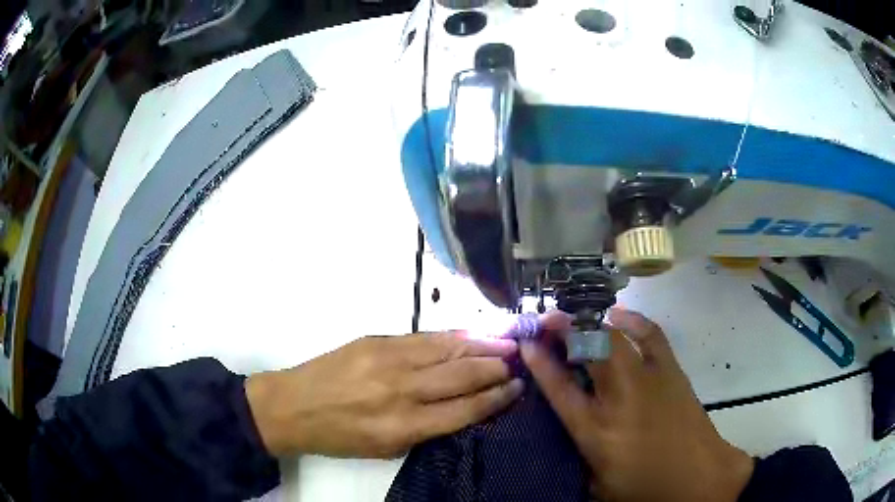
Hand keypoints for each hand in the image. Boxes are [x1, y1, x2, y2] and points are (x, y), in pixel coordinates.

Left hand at [245, 333, 521, 457]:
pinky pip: (425, 337)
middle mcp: (401, 390)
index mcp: (403, 426)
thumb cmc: (340, 436)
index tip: (517, 388)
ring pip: (447, 349)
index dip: (496, 398)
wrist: (292, 406)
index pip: (464, 410)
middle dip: (496, 368)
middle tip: (520, 362)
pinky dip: (453, 335)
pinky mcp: (377, 339)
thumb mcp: (386, 448)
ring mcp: (388, 359)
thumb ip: (427, 427)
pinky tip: (472, 333)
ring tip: (507, 343)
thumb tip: (465, 406)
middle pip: (462, 375)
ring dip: (482, 345)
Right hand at [522, 309, 753, 501]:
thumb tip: (572, 426)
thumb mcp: (598, 481)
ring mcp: (649, 379)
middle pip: (588, 348)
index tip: (527, 342)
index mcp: (596, 430)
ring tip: (578, 317)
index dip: (540, 361)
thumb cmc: (644, 486)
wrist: (698, 476)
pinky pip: (651, 334)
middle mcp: (619, 397)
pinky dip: (633, 320)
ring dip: (592, 321)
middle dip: (564, 327)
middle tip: (548, 321)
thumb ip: (580, 452)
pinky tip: (620, 315)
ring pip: (616, 336)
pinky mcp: (671, 371)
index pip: (559, 388)